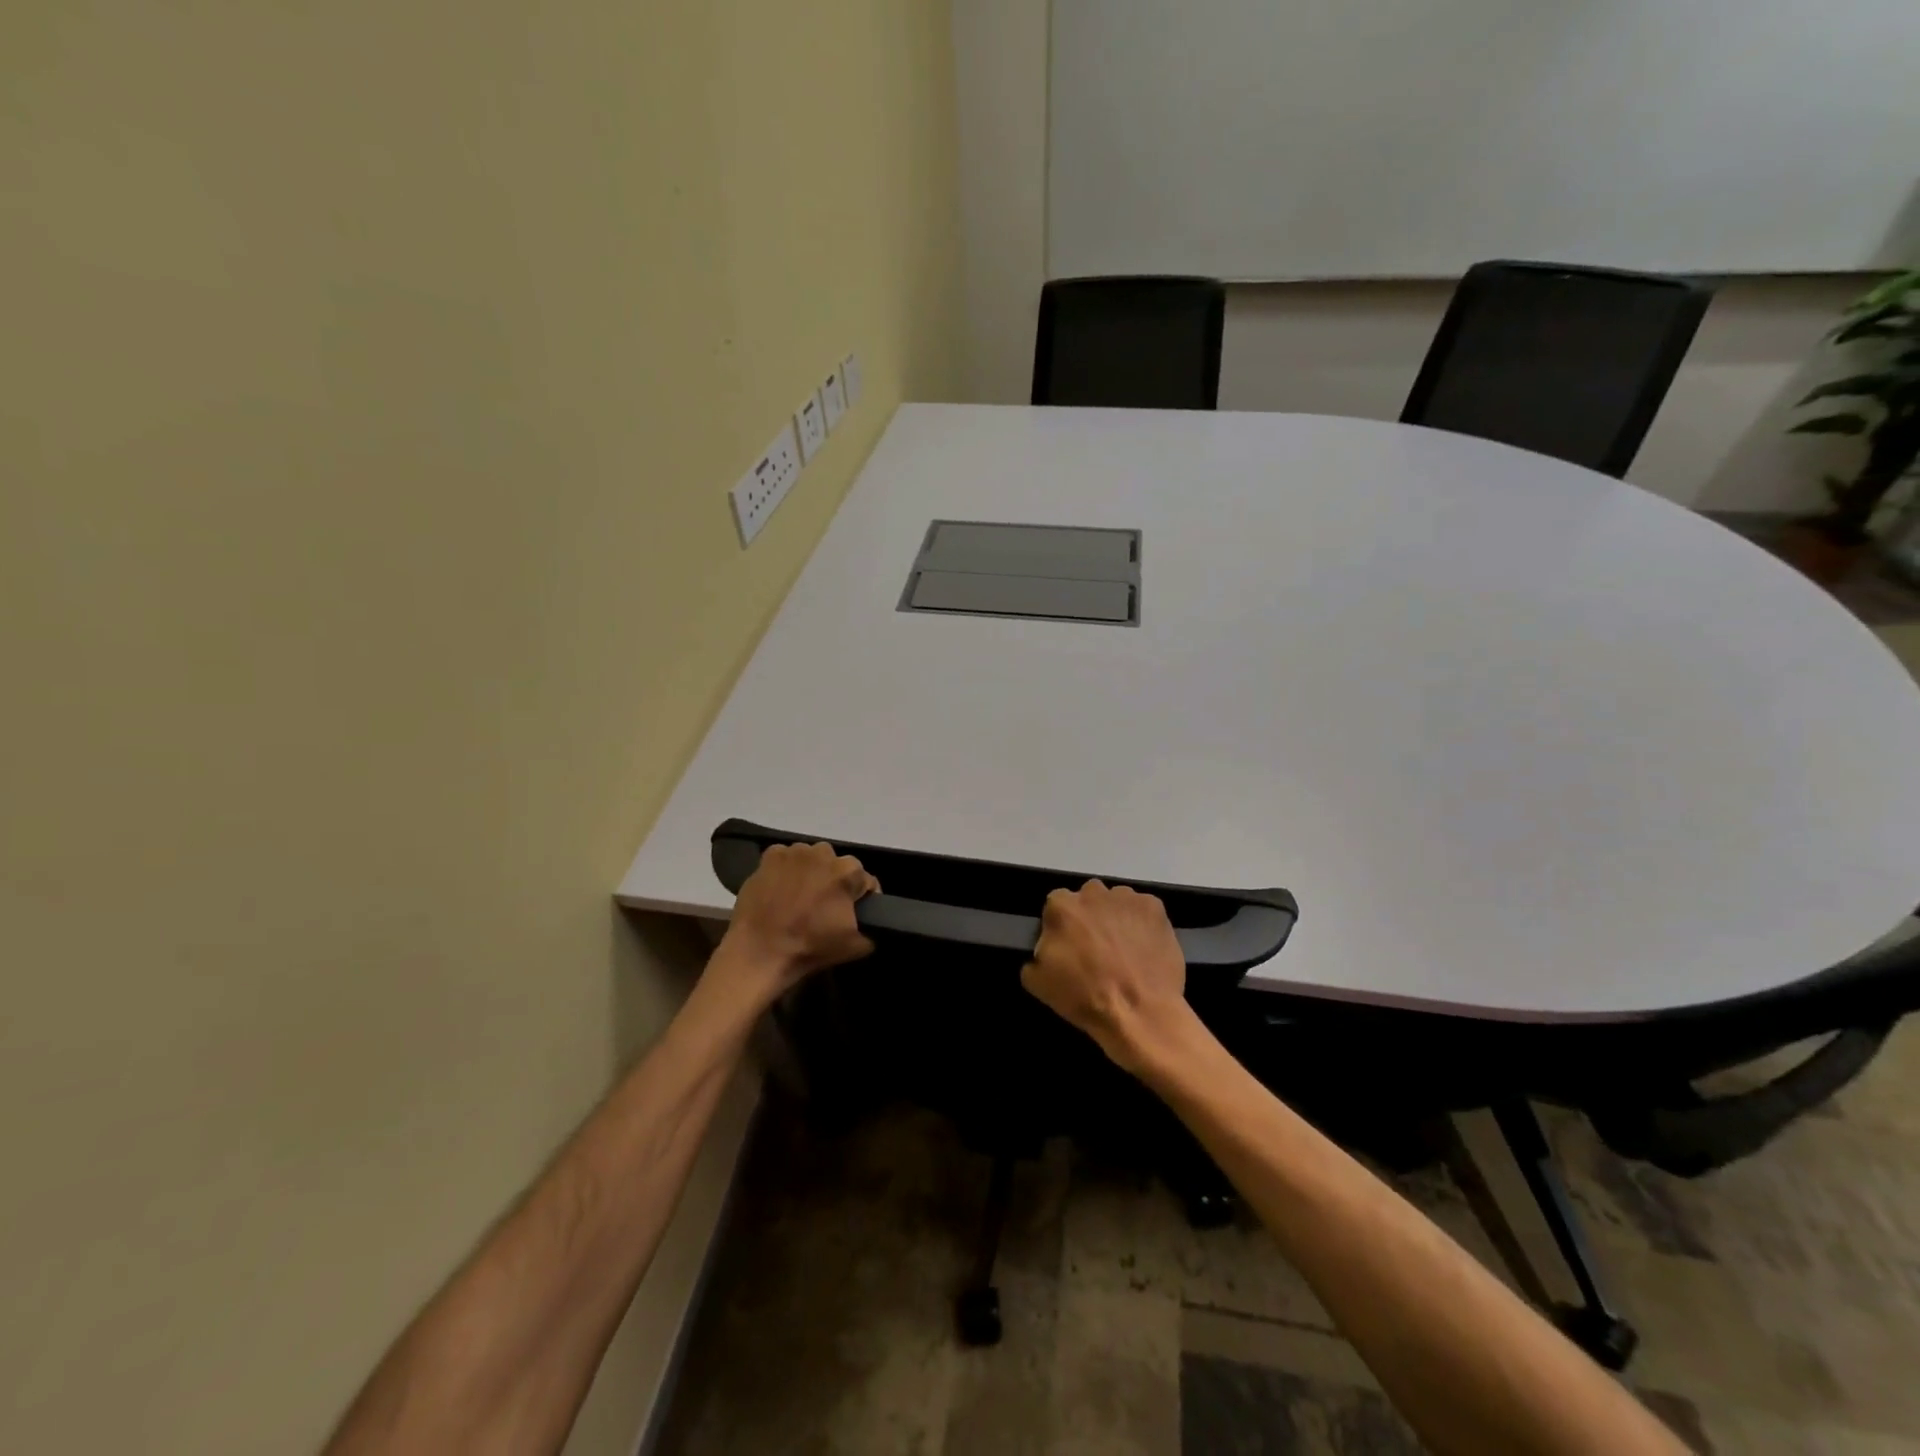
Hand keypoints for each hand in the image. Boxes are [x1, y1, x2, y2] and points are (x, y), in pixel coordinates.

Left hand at [713, 842, 879, 1007]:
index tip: (852, 914)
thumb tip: (872, 926)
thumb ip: (873, 931)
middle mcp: (824, 853)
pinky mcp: (770, 856)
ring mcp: (795, 852)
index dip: (861, 898)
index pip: (865, 881)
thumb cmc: (810, 947)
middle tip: (823, 906)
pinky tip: (780, 889)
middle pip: (837, 866)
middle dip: (834, 882)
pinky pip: (785, 859)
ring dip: (810, 873)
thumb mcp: (855, 947)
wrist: (760, 951)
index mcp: (848, 872)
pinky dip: (786, 870)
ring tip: (799, 897)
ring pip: (811, 859)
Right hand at [1021, 880, 1193, 1073]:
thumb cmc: (1084, 996)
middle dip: (1090, 917)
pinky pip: (1143, 910)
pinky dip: (1143, 923)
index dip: (1063, 926)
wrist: (1138, 1012)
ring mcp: (1127, 897)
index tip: (1070, 946)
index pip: (1056, 906)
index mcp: (1061, 907)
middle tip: (1097, 947)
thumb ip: (1036, 955)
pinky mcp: (1155, 907)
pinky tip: (1145, 948)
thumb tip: (1045, 948)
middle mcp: (1093, 892)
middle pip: (1088, 898)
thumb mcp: (1038, 983)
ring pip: (1117, 902)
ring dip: (1116, 918)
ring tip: (1125, 950)